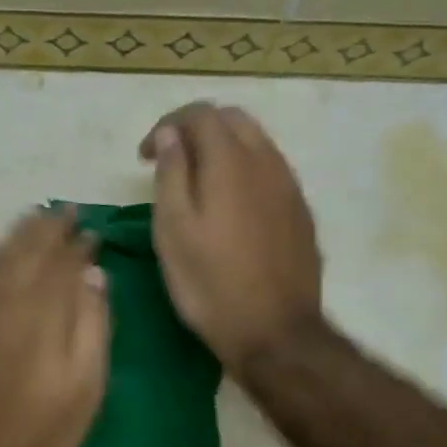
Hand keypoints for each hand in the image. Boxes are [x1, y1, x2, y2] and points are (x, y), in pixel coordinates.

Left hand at [0, 208, 109, 446]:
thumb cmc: (42, 431)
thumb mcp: (86, 386)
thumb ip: (92, 324)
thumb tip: (94, 275)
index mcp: (43, 311)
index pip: (64, 262)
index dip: (79, 244)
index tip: (91, 231)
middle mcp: (6, 300)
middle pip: (28, 251)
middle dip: (48, 229)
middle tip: (64, 212)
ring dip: (19, 235)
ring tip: (35, 218)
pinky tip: (0, 253)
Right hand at [141, 102, 323, 368]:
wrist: (275, 333)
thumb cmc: (210, 284)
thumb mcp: (173, 230)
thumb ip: (171, 174)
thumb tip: (170, 135)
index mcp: (230, 161)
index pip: (200, 113)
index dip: (166, 125)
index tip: (145, 157)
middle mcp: (267, 162)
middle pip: (233, 120)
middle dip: (197, 130)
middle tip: (170, 162)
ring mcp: (290, 187)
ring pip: (256, 143)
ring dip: (223, 149)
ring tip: (198, 183)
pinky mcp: (301, 213)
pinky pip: (271, 172)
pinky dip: (245, 172)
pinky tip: (231, 208)